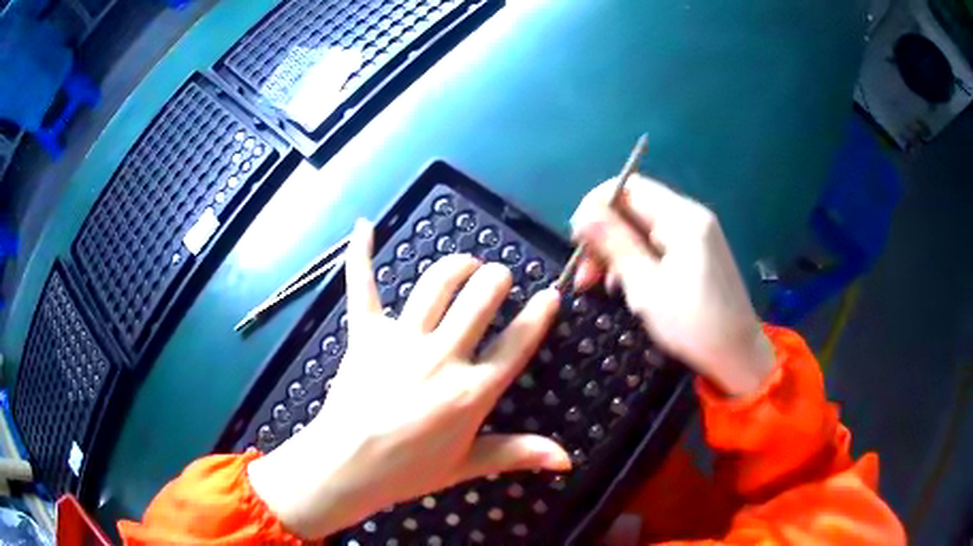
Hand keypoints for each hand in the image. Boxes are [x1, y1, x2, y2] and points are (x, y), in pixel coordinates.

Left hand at [248, 219, 570, 539]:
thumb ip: (518, 454)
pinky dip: (361, 254)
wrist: (346, 465)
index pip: (518, 343)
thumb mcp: (467, 466)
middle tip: (498, 279)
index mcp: (471, 391)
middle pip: (480, 299)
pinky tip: (365, 226)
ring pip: (437, 284)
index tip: (550, 294)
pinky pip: (363, 286)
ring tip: (466, 264)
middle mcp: (442, 356)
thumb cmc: (408, 470)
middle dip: (497, 279)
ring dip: (457, 265)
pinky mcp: (366, 333)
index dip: (539, 314)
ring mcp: (401, 340)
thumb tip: (567, 460)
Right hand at [571, 174, 774, 396]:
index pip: (629, 187)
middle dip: (604, 236)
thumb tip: (584, 214)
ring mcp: (696, 236)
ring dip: (616, 251)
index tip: (577, 241)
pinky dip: (636, 260)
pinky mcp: (697, 254)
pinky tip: (625, 287)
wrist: (737, 356)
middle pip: (634, 208)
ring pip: (642, 229)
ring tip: (599, 286)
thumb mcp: (646, 286)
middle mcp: (690, 217)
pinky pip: (657, 245)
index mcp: (682, 218)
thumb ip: (614, 244)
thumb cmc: (692, 324)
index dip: (596, 206)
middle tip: (584, 276)